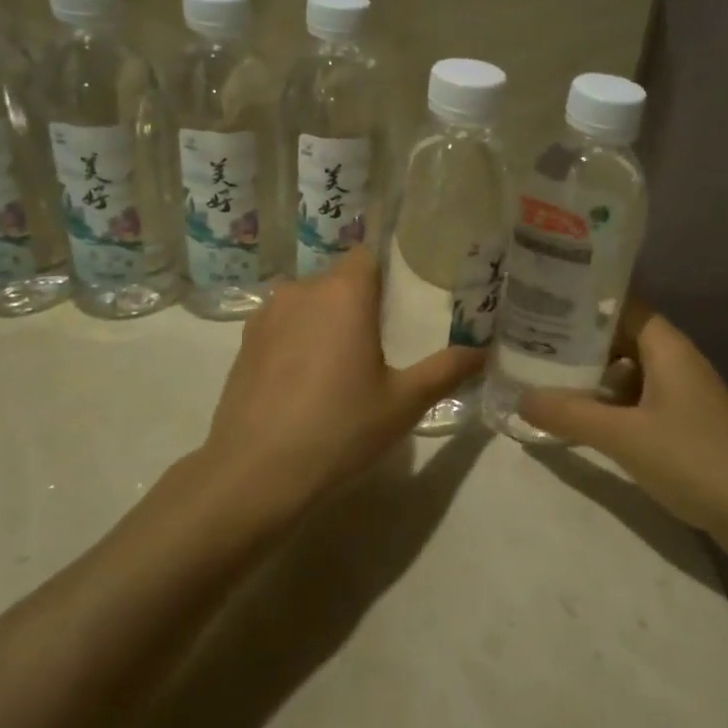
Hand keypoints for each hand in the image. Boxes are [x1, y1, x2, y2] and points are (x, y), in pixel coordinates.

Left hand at [196, 248, 481, 521]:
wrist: (255, 472)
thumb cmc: (340, 428)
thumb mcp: (404, 403)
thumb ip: (446, 370)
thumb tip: (483, 351)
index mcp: (344, 293)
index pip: (368, 255)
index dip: (386, 274)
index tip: (401, 304)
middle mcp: (302, 290)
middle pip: (338, 279)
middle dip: (358, 302)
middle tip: (379, 343)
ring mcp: (267, 315)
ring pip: (307, 302)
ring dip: (324, 320)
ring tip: (340, 364)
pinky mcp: (244, 342)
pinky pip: (282, 325)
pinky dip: (296, 339)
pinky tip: (304, 381)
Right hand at [519, 303, 727, 550]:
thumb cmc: (695, 459)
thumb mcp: (624, 436)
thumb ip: (569, 414)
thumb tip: (520, 397)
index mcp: (666, 346)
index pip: (618, 303)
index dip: (580, 299)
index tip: (538, 299)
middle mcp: (674, 360)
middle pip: (618, 336)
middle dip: (576, 340)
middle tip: (527, 341)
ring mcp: (680, 393)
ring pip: (625, 370)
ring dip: (589, 374)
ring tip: (541, 376)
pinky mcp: (682, 424)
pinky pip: (635, 400)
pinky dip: (607, 403)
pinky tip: (578, 417)